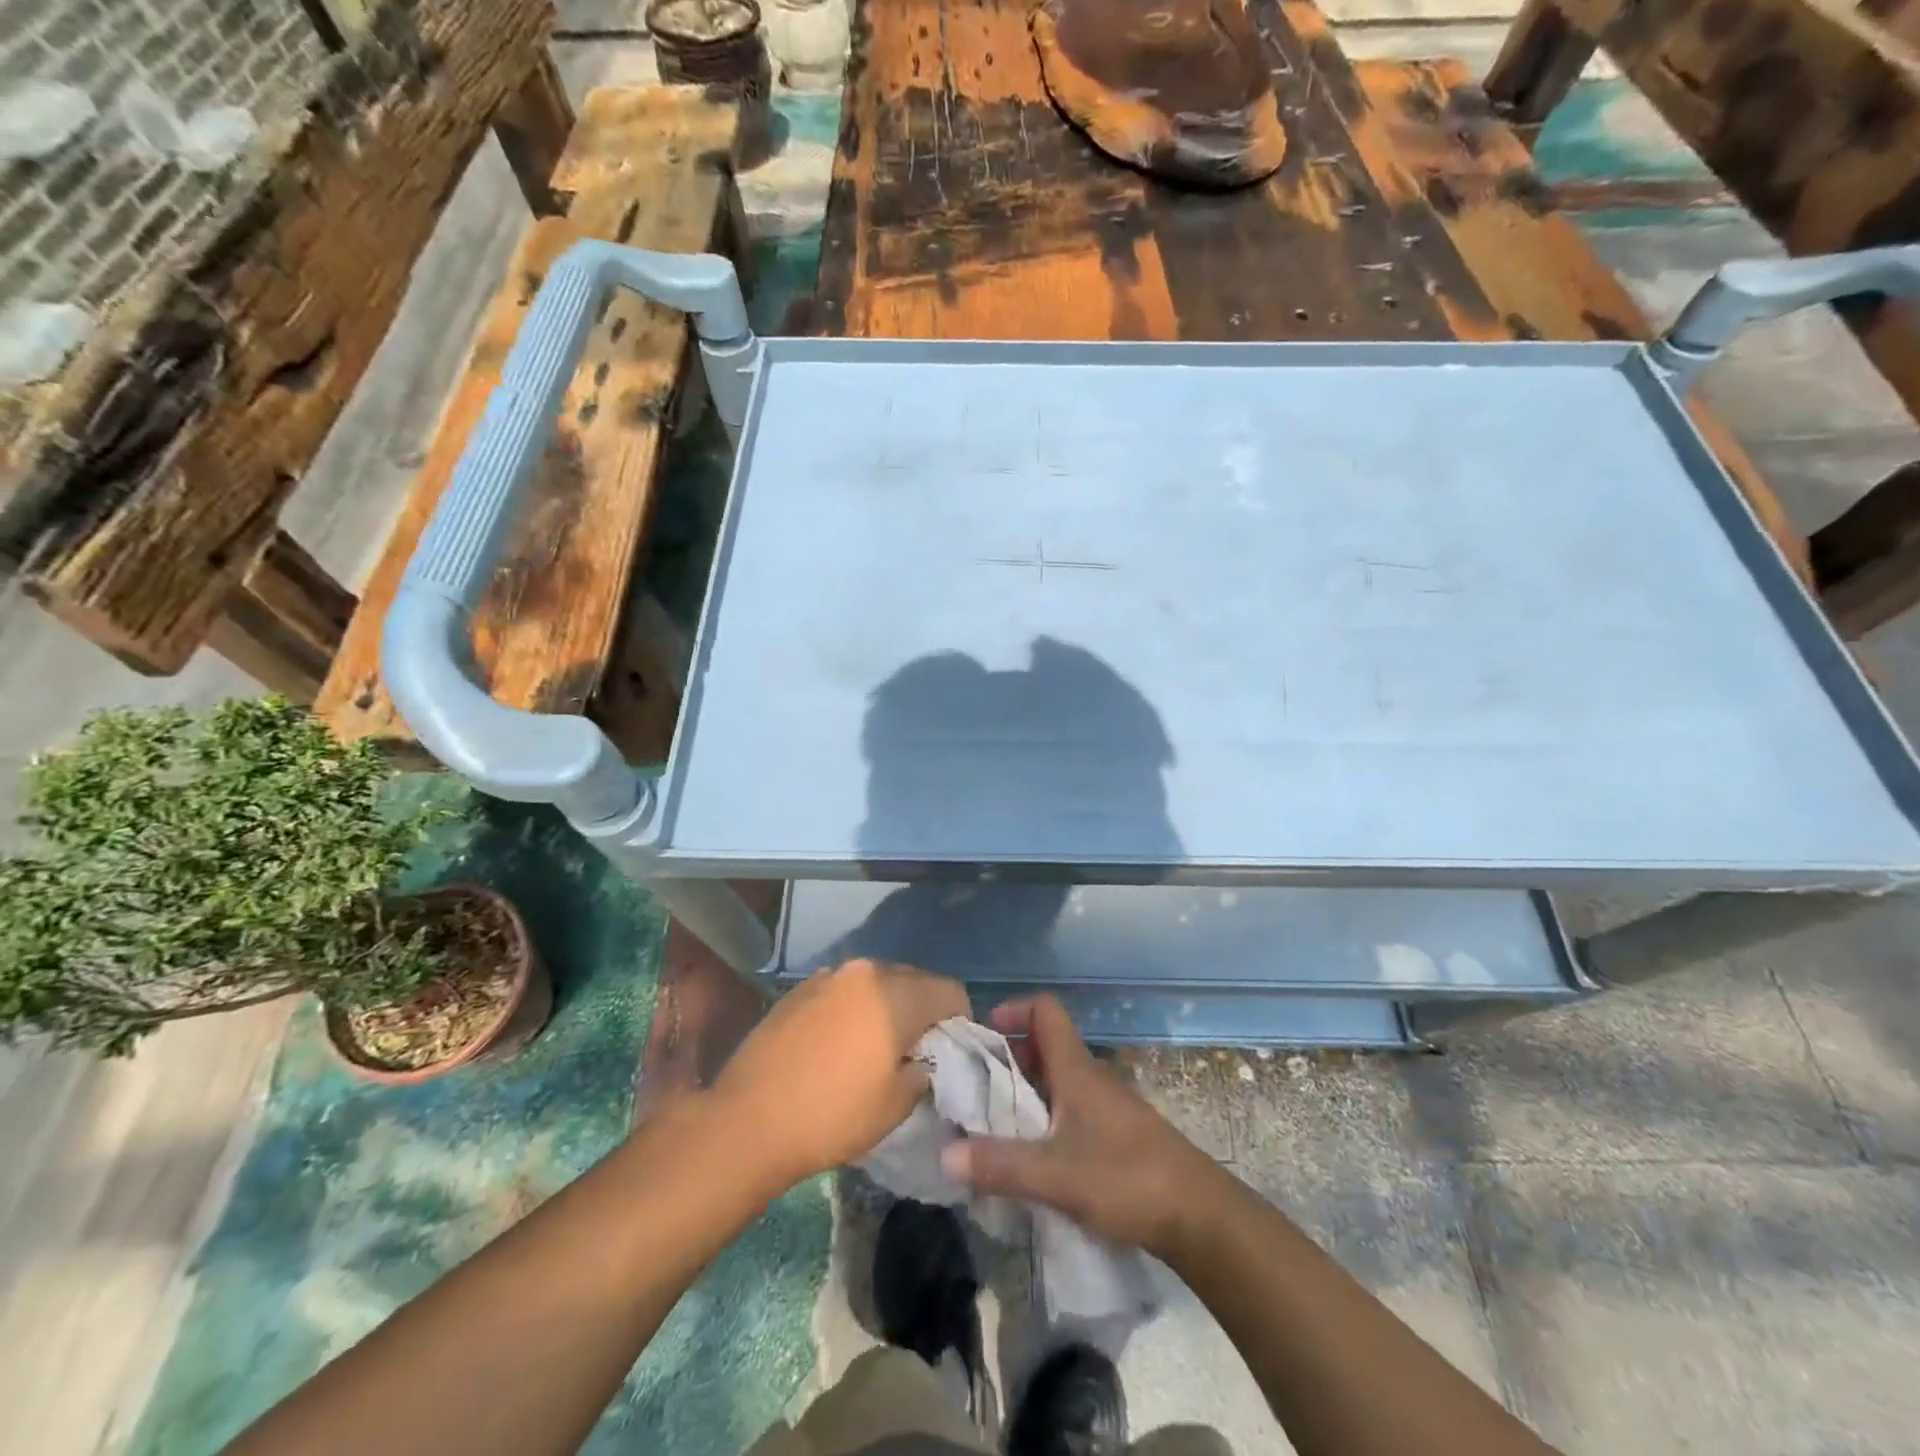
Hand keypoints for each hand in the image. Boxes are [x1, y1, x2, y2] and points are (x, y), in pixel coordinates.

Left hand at [713, 958, 968, 1195]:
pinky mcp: (798, 989)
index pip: (949, 990)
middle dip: (924, 1010)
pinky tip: (840, 1044)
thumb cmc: (832, 1115)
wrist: (747, 1121)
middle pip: (913, 980)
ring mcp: (827, 976)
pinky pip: (843, 991)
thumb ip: (923, 1070)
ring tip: (877, 1046)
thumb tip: (922, 1059)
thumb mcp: (896, 1104)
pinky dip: (854, 1009)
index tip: (953, 1050)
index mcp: (895, 993)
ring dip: (887, 1006)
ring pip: (876, 983)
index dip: (960, 1020)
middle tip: (918, 1050)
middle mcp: (864, 971)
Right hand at [941, 995, 1228, 1259]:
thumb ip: (1001, 1164)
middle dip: (1009, 1057)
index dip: (1014, 1009)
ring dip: (1026, 1091)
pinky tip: (1034, 1155)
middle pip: (1046, 1046)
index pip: (1046, 1011)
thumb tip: (945, 1154)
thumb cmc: (1126, 1179)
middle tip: (976, 1086)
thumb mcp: (1056, 1175)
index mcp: (1076, 1070)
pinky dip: (1046, 1117)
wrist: (1200, 1215)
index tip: (984, 1032)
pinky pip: (1071, 1108)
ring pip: (1058, 1080)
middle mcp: (1091, 1078)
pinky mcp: (1117, 1135)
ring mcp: (1107, 1106)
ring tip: (995, 1123)